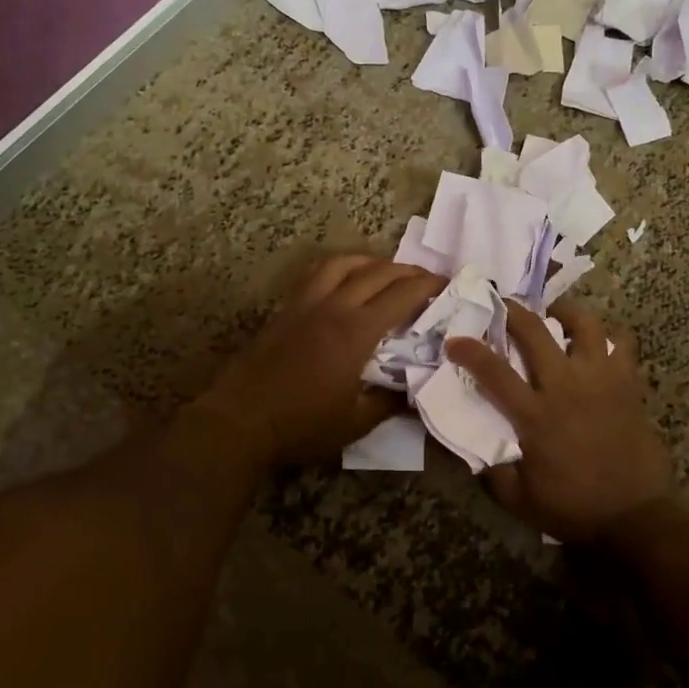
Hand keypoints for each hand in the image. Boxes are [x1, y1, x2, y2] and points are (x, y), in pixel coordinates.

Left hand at [203, 255, 443, 464]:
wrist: (241, 420)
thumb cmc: (301, 425)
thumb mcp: (355, 424)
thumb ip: (388, 403)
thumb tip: (413, 390)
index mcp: (356, 332)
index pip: (401, 295)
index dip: (428, 285)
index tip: (447, 284)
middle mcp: (333, 307)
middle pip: (377, 273)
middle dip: (408, 271)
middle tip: (427, 278)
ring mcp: (306, 303)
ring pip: (344, 263)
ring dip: (373, 261)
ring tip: (388, 271)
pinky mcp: (287, 308)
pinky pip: (317, 273)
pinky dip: (339, 267)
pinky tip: (345, 278)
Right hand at [446, 300, 675, 542]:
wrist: (636, 516)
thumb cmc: (575, 508)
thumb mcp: (520, 499)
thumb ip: (495, 471)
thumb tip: (476, 449)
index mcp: (535, 414)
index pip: (493, 371)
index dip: (469, 351)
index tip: (455, 340)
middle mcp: (565, 385)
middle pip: (534, 330)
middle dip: (513, 310)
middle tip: (504, 305)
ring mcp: (600, 379)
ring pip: (584, 324)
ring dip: (565, 313)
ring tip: (556, 316)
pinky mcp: (628, 383)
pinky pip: (621, 343)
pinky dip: (608, 337)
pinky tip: (596, 345)